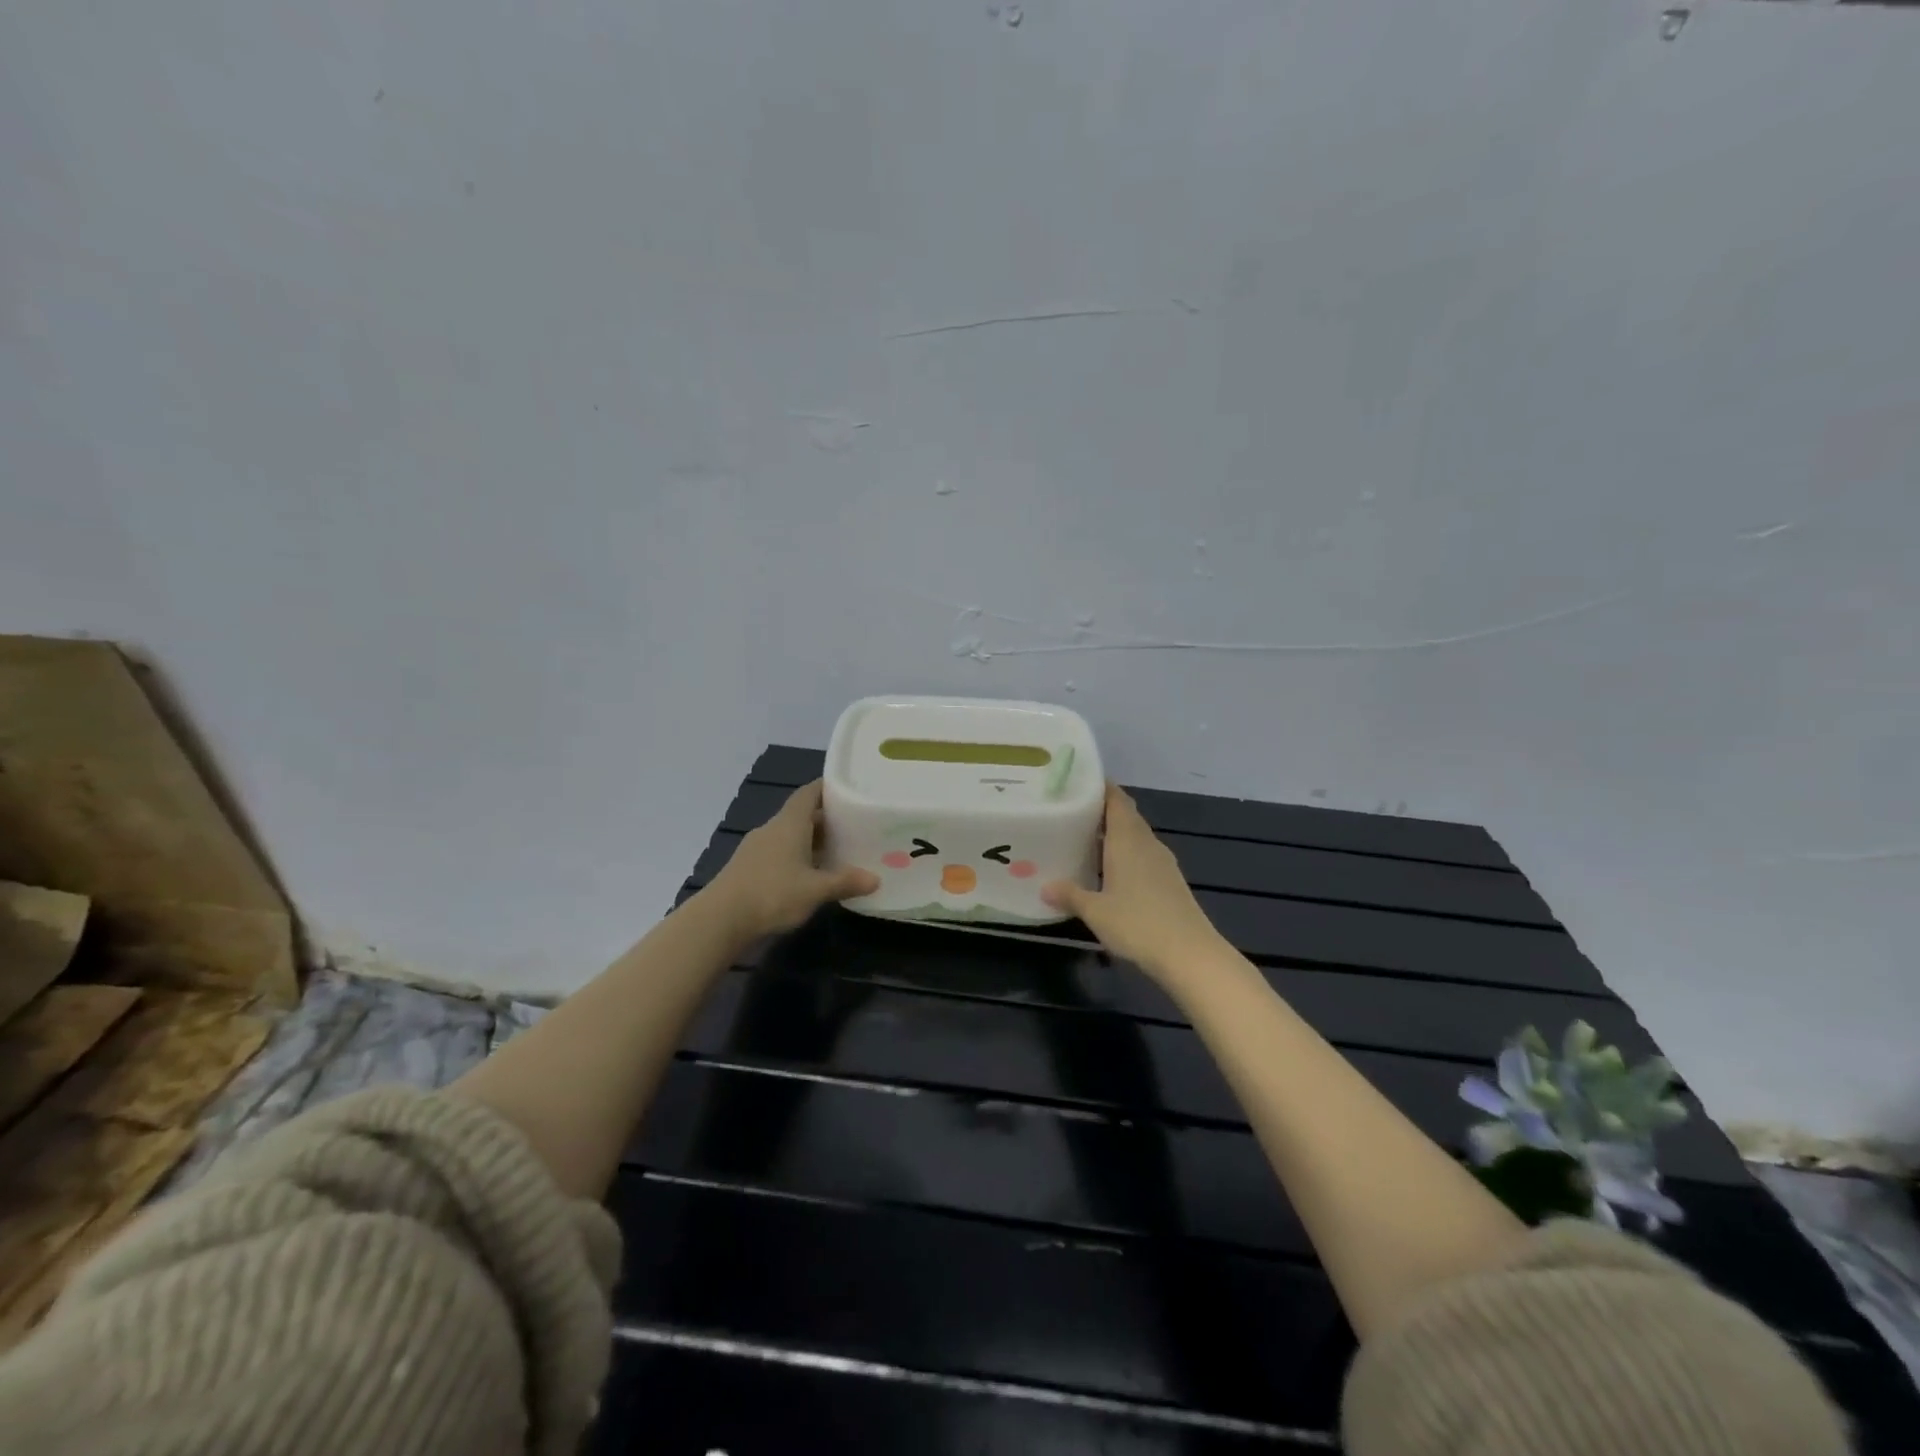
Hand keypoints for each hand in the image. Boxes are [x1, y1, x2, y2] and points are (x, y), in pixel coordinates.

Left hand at [701, 780, 878, 940]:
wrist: (720, 920)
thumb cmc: (772, 894)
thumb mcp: (815, 890)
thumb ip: (845, 882)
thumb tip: (875, 879)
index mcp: (789, 823)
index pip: (809, 793)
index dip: (827, 788)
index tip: (848, 790)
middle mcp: (772, 829)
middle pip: (801, 815)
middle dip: (825, 819)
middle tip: (852, 826)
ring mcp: (756, 848)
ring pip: (789, 835)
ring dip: (810, 841)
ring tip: (836, 851)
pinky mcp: (748, 867)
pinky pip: (778, 853)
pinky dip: (796, 857)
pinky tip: (808, 874)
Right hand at [1042, 784, 1225, 980]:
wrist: (1189, 954)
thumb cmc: (1138, 924)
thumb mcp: (1095, 911)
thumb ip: (1070, 895)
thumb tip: (1045, 887)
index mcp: (1127, 839)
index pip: (1115, 799)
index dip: (1099, 787)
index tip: (1076, 782)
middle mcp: (1146, 843)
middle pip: (1125, 815)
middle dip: (1101, 809)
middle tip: (1071, 811)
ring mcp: (1162, 862)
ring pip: (1135, 835)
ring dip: (1114, 833)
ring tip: (1085, 838)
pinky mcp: (1170, 880)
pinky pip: (1143, 854)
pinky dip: (1125, 853)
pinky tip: (1110, 870)